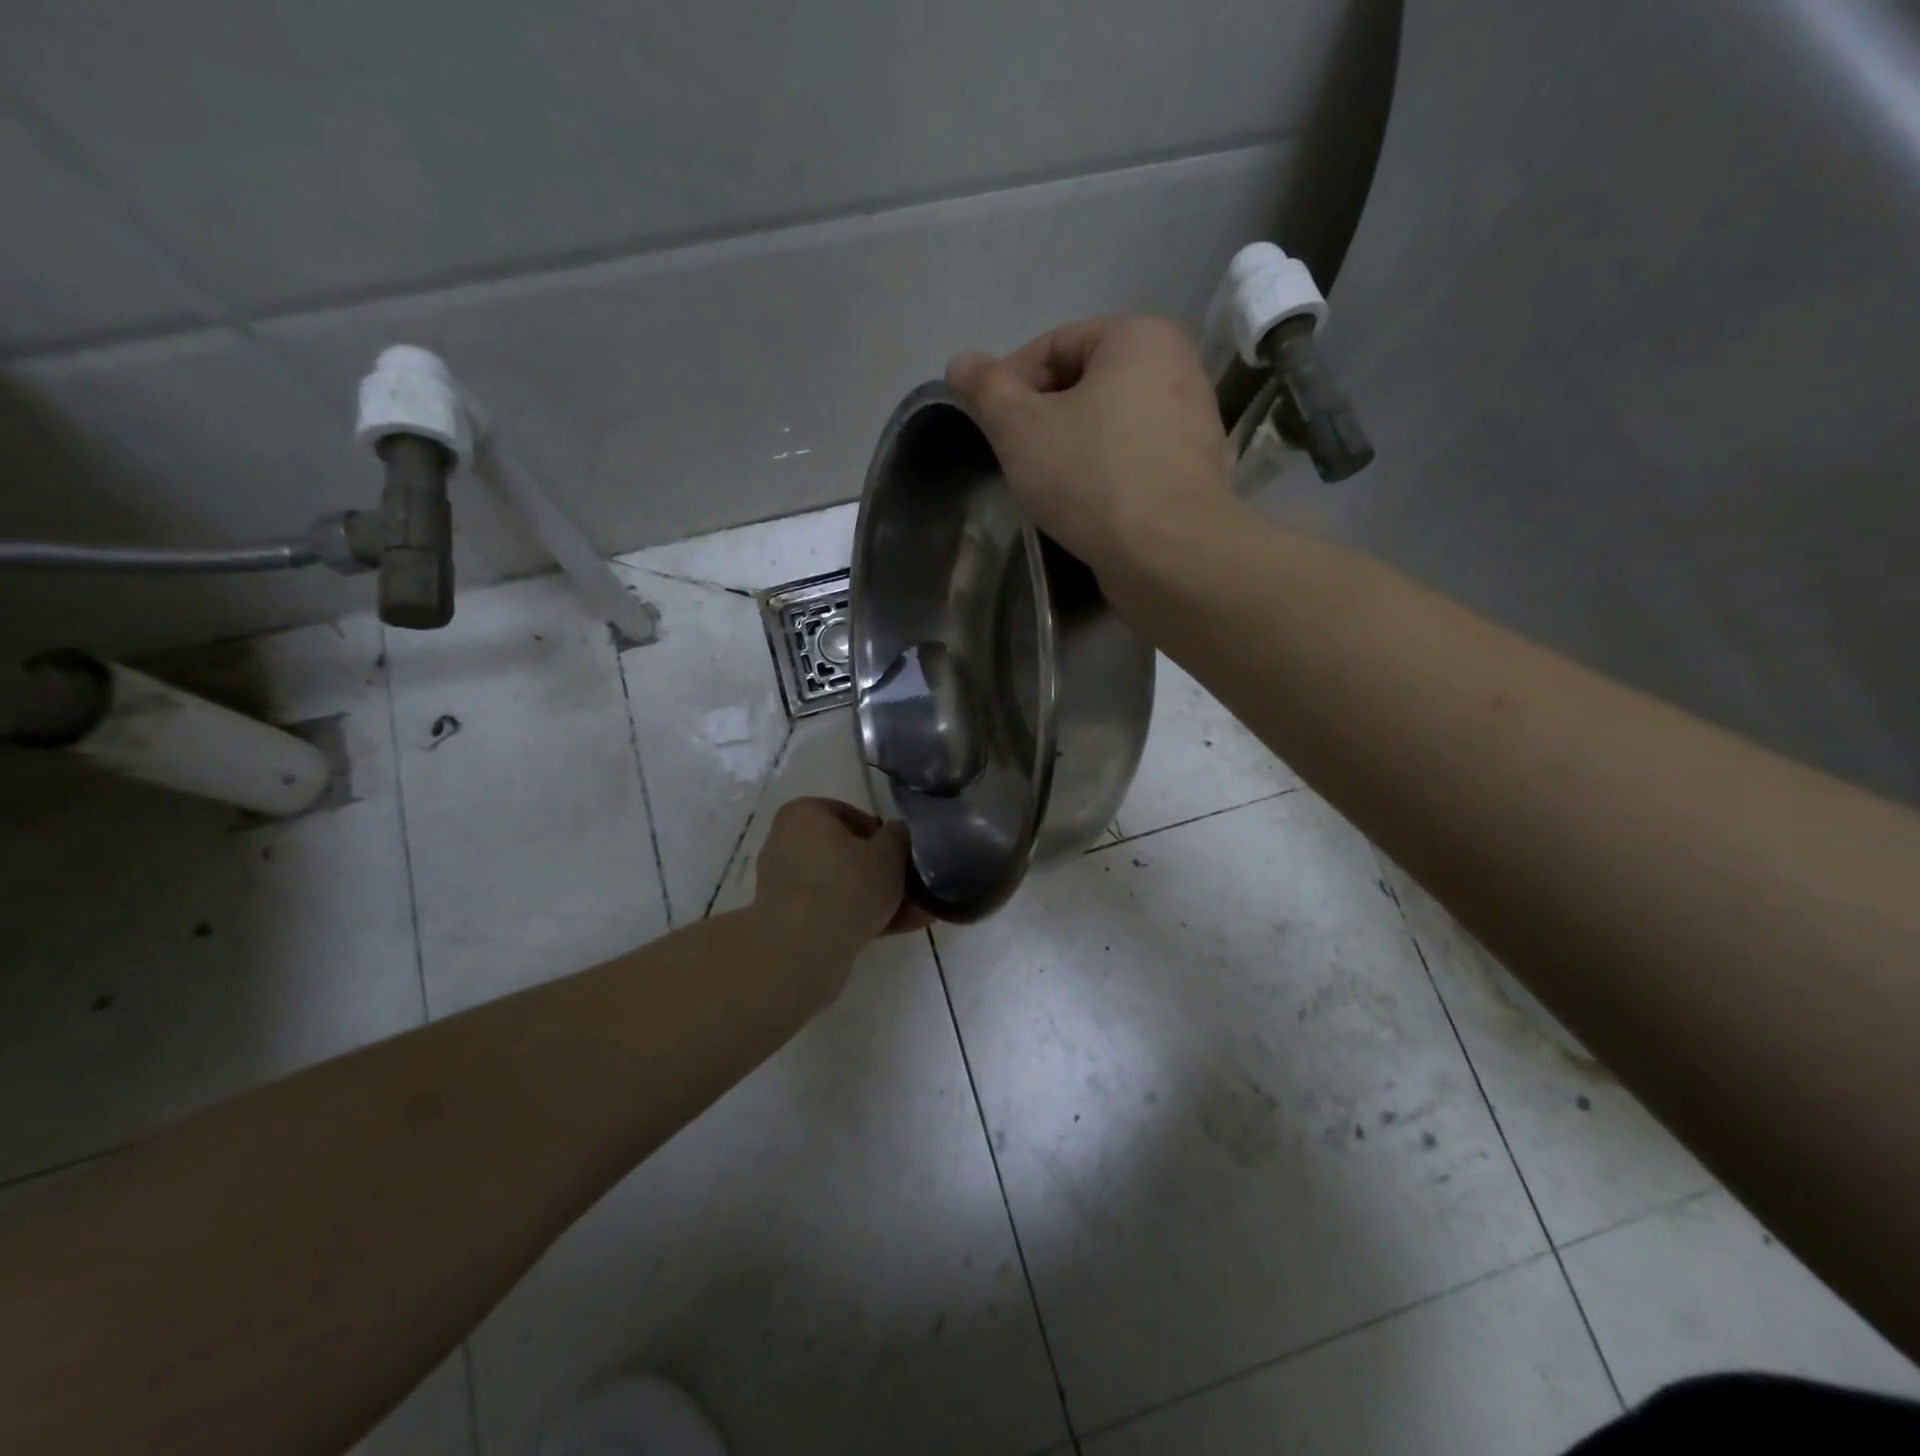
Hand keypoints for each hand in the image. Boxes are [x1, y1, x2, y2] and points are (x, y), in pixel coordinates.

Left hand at [753, 798, 928, 960]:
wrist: (804, 948)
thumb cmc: (848, 884)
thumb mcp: (890, 853)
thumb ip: (897, 836)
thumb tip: (895, 833)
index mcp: (804, 814)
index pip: (851, 815)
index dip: (883, 835)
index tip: (903, 854)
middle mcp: (786, 843)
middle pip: (845, 854)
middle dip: (882, 872)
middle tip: (913, 887)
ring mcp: (784, 884)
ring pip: (841, 885)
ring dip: (877, 898)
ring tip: (917, 914)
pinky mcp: (788, 919)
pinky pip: (831, 910)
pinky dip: (861, 917)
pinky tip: (899, 929)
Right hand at [946, 316, 1236, 584]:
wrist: (1170, 555)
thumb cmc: (1092, 477)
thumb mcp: (1020, 429)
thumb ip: (987, 390)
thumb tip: (960, 362)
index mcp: (1141, 337)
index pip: (1055, 345)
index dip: (1011, 382)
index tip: (988, 425)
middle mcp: (1179, 368)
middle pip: (1086, 384)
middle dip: (1043, 418)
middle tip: (1015, 458)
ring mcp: (1194, 424)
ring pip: (1110, 425)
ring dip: (1072, 449)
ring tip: (1047, 486)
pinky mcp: (1195, 474)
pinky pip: (1135, 460)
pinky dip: (1105, 475)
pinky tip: (1085, 506)